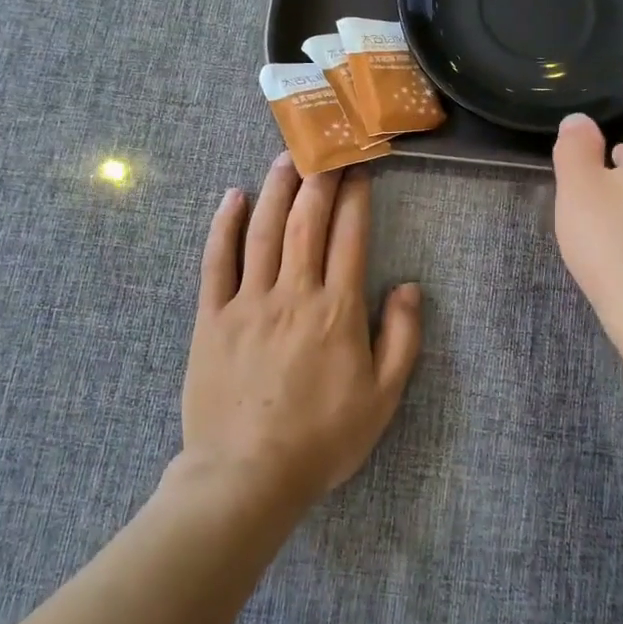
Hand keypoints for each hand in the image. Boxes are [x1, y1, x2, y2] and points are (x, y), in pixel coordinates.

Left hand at [181, 155, 421, 506]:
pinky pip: (216, 262)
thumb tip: (411, 286)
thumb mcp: (383, 397)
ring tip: (286, 156)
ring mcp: (248, 302)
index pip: (349, 237)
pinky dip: (224, 226)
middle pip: (306, 222)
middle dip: (319, 179)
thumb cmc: (323, 439)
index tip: (359, 169)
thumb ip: (402, 337)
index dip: (356, 198)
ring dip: (276, 188)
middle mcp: (293, 293)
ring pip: (263, 231)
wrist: (247, 476)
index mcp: (337, 310)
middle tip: (325, 147)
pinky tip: (232, 197)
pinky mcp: (211, 318)